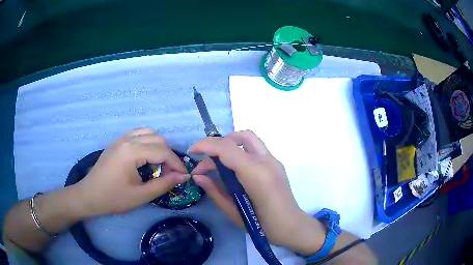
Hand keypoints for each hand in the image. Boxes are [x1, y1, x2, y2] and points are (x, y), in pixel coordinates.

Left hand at [73, 128, 188, 216]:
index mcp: (132, 151)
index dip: (177, 164)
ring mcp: (120, 138)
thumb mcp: (141, 195)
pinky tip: (146, 156)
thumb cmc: (114, 198)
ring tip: (159, 163)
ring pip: (148, 132)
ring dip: (158, 146)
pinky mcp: (117, 142)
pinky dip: (147, 141)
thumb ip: (164, 184)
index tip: (184, 176)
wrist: (89, 195)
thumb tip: (183, 176)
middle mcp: (127, 139)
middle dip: (168, 155)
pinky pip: (137, 134)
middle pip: (157, 138)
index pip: (162, 151)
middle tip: (170, 173)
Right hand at [189, 130, 324, 253]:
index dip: (206, 145)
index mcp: (255, 174)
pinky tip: (233, 169)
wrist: (291, 227)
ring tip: (216, 165)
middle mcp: (266, 161)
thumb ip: (214, 191)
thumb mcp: (233, 212)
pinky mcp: (276, 164)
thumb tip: (198, 176)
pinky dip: (240, 152)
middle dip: (219, 143)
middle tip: (205, 160)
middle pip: (240, 137)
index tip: (192, 152)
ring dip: (230, 145)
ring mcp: (274, 161)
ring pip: (249, 140)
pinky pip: (255, 149)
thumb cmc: (262, 225)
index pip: (227, 148)